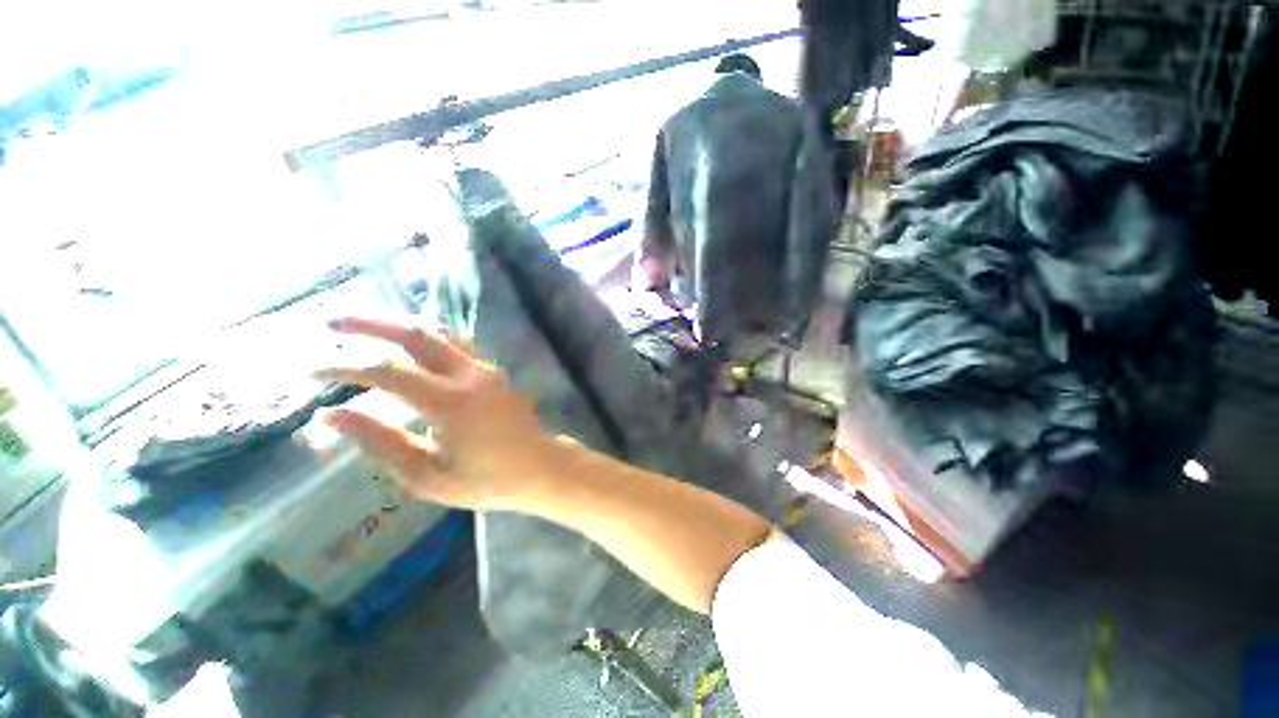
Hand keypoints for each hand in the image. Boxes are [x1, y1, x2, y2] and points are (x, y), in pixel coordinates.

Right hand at [315, 317, 550, 510]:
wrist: (540, 466)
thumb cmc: (487, 480)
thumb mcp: (428, 475)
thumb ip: (381, 442)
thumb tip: (332, 415)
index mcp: (452, 403)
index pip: (387, 372)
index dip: (344, 366)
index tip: (310, 370)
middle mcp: (471, 375)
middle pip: (417, 335)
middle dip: (371, 324)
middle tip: (332, 321)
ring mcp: (487, 369)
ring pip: (440, 334)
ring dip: (400, 326)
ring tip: (366, 326)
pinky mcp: (494, 371)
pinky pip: (457, 344)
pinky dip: (428, 337)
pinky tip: (410, 342)